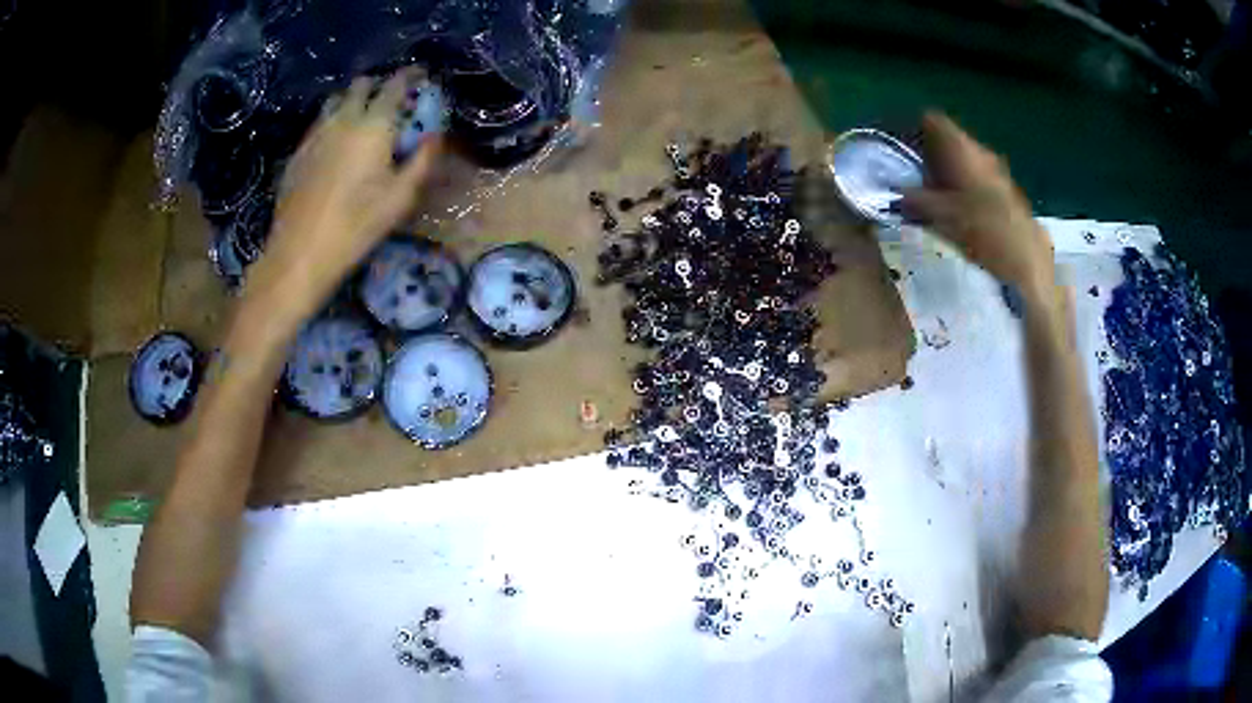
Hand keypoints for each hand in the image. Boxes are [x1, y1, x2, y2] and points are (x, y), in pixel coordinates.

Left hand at [251, 67, 442, 308]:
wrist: (300, 252)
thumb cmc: (357, 226)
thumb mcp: (400, 198)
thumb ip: (422, 160)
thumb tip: (435, 136)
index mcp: (373, 125)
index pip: (395, 85)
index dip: (410, 75)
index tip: (420, 76)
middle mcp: (343, 119)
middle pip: (360, 85)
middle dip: (378, 85)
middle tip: (389, 99)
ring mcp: (316, 134)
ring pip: (335, 100)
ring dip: (351, 100)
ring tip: (361, 117)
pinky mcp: (298, 152)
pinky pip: (318, 123)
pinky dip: (332, 122)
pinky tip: (335, 142)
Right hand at [902, 113, 1054, 302]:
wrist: (1028, 261)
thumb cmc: (984, 232)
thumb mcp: (943, 217)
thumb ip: (915, 201)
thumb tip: (895, 193)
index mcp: (963, 150)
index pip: (932, 121)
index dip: (912, 129)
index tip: (898, 147)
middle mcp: (980, 152)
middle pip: (947, 140)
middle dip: (926, 154)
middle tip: (909, 176)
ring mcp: (995, 171)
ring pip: (962, 160)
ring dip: (944, 172)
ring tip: (929, 196)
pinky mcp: (1004, 191)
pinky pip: (974, 177)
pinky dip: (960, 186)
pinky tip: (954, 211)